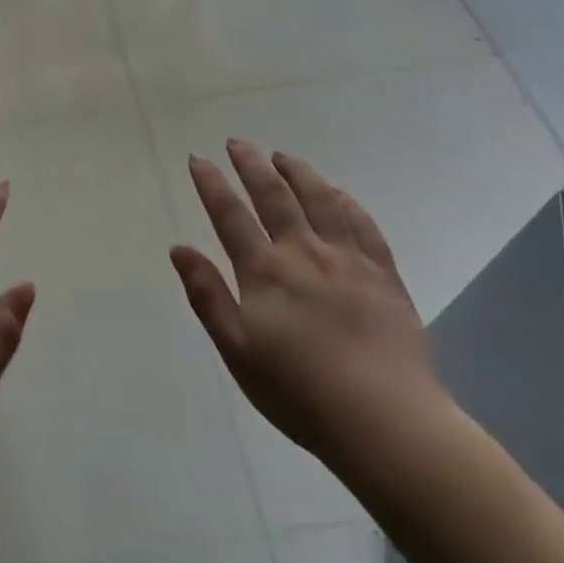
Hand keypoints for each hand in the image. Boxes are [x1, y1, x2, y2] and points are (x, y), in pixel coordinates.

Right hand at [171, 140, 449, 481]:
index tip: (199, 159)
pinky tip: (337, 192)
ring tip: (283, 156)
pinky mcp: (383, 274)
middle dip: (252, 165)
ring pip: (320, 200)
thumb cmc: (298, 391)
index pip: (230, 215)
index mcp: (265, 271)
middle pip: (275, 196)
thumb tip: (179, 248)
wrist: (384, 419)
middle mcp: (304, 252)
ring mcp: (348, 259)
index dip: (212, 184)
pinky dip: (345, 201)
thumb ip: (207, 295)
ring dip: (298, 172)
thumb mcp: (237, 350)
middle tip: (238, 143)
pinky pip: (363, 224)